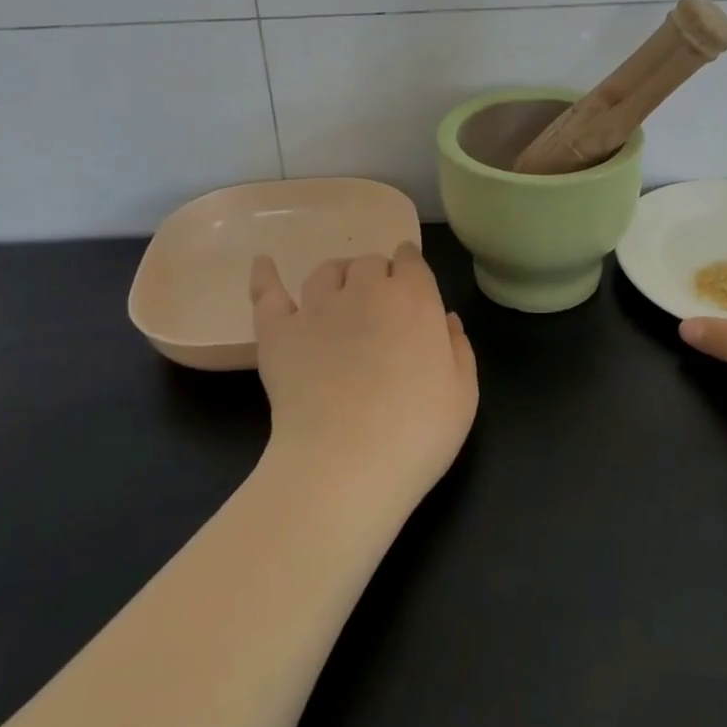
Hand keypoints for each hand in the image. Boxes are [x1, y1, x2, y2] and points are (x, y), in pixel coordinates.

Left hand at [250, 242, 478, 512]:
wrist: (346, 465)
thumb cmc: (417, 433)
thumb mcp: (463, 395)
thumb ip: (459, 349)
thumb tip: (447, 319)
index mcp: (415, 299)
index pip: (411, 261)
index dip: (411, 271)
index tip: (411, 288)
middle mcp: (366, 290)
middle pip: (370, 264)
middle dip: (378, 278)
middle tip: (381, 311)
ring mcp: (318, 308)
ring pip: (326, 271)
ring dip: (338, 277)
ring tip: (340, 297)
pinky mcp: (278, 332)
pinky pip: (268, 293)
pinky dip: (265, 276)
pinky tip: (263, 265)